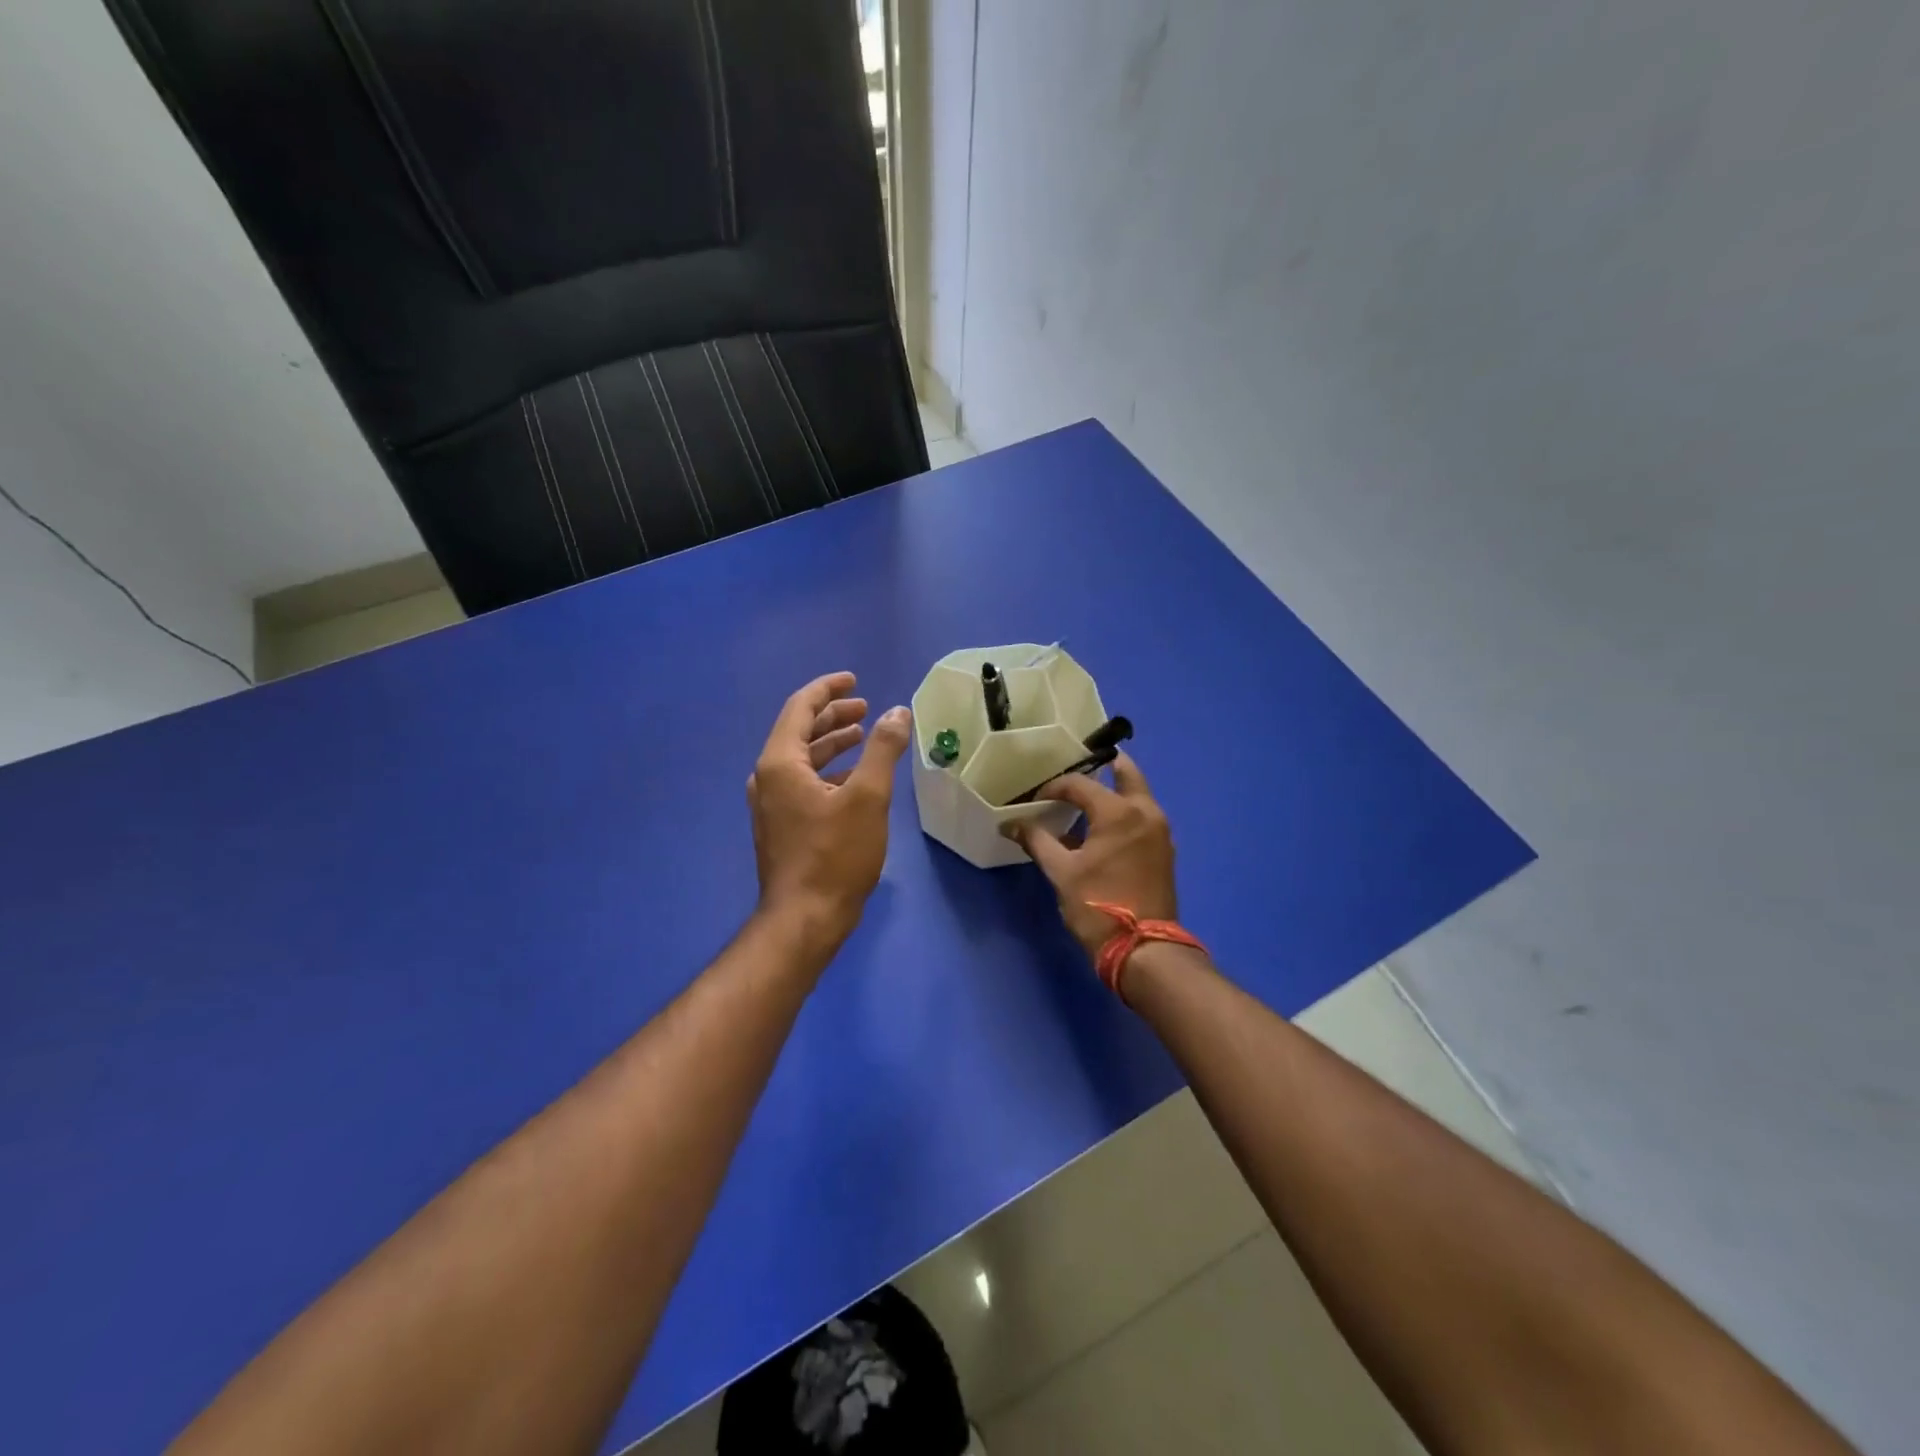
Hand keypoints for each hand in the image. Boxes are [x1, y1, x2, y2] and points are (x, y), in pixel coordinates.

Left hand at [747, 672, 911, 952]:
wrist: (805, 918)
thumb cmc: (836, 855)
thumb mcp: (868, 797)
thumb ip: (882, 749)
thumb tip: (898, 712)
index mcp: (780, 763)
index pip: (800, 708)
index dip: (828, 689)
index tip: (854, 680)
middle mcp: (767, 778)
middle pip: (799, 731)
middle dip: (833, 715)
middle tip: (865, 707)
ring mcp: (770, 804)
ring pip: (801, 759)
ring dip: (831, 743)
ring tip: (863, 735)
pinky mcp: (780, 825)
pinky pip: (802, 782)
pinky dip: (827, 770)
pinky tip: (854, 777)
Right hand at [1006, 753, 1178, 962]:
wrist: (1144, 949)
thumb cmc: (1098, 905)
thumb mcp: (1061, 872)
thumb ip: (1037, 841)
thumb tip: (1010, 824)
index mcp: (1119, 812)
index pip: (1080, 784)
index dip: (1054, 787)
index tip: (1036, 799)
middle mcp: (1146, 812)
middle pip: (1126, 774)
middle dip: (1104, 766)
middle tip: (1081, 765)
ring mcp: (1160, 831)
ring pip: (1137, 796)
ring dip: (1114, 791)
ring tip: (1085, 800)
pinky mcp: (1164, 850)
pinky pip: (1142, 817)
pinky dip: (1124, 813)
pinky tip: (1101, 829)